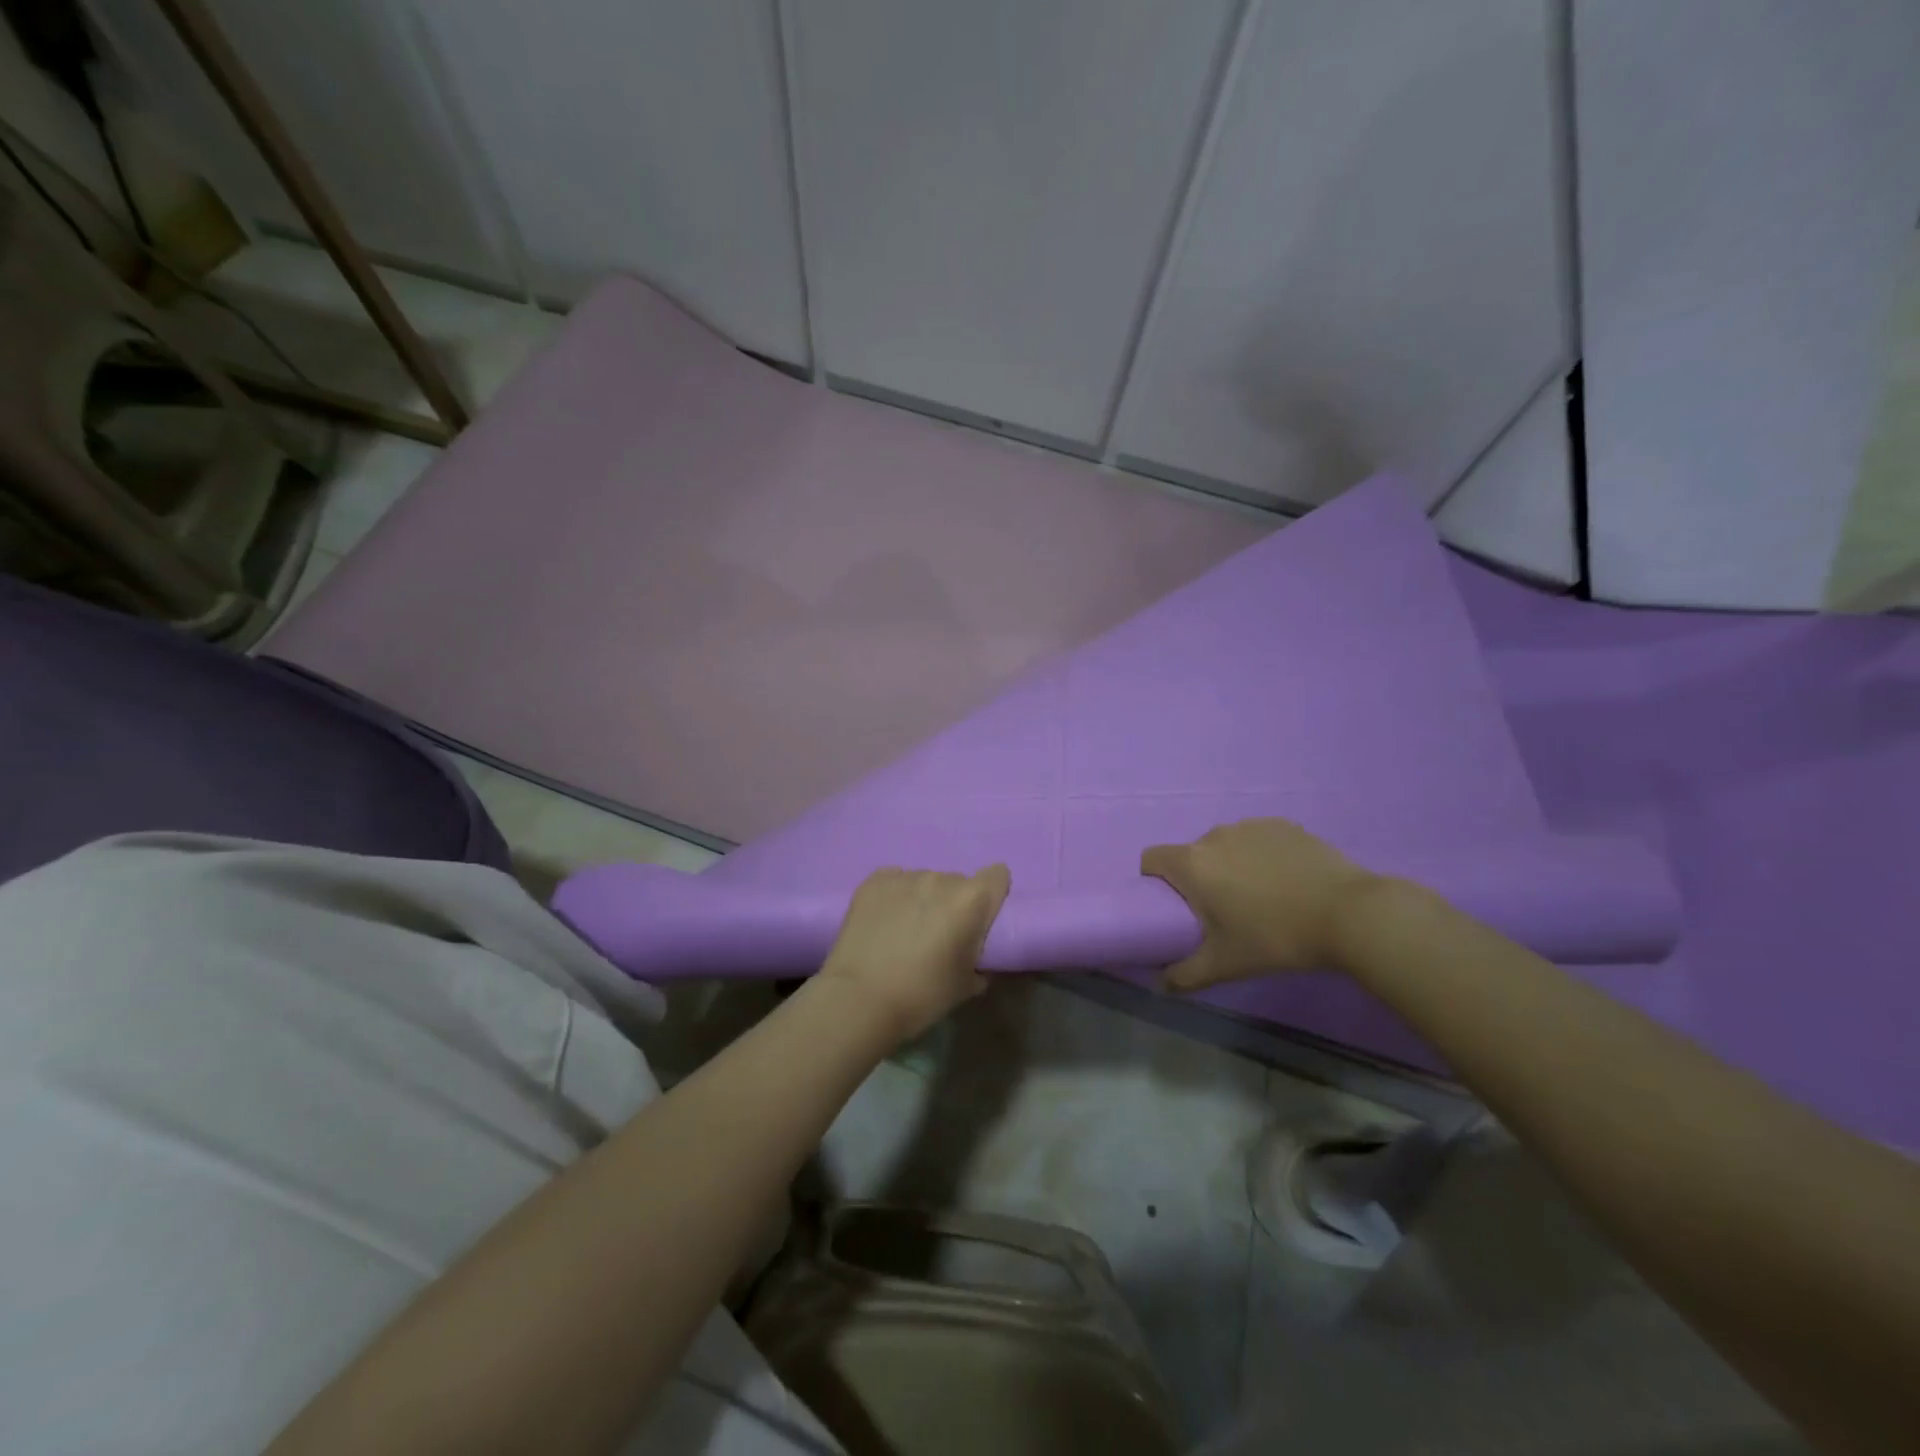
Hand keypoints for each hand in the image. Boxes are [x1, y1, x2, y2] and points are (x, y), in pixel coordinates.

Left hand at [817, 865, 1010, 1042]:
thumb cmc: (922, 995)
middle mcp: (941, 879)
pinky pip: (895, 882)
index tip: (981, 918)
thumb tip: (977, 957)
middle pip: (958, 882)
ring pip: (925, 882)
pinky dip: (895, 898)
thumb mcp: (967, 986)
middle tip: (939, 934)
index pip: (998, 875)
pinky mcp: (874, 880)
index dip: (993, 894)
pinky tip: (883, 922)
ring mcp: (905, 876)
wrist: (860, 999)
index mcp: (971, 900)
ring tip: (905, 931)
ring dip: (923, 900)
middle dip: (954, 903)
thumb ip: (981, 961)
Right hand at [1140, 819, 1380, 990]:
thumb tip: (1160, 985)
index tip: (1175, 906)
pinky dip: (1261, 856)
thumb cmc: (1276, 938)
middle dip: (1198, 879)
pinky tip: (1287, 882)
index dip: (1153, 881)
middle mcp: (1214, 835)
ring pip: (1225, 845)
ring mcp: (1251, 826)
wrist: (1350, 914)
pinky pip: (1257, 839)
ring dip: (1230, 866)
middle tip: (1223, 912)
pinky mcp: (1283, 825)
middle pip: (1191, 854)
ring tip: (1261, 898)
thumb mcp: (1225, 965)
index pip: (1151, 859)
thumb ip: (1185, 975)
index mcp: (1192, 863)